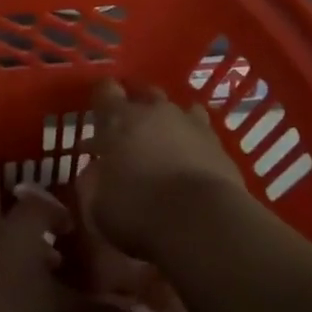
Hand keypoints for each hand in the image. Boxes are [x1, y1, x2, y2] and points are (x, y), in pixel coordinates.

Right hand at [77, 78, 246, 260]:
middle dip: (136, 109)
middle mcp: (155, 111)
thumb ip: (92, 180)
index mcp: (119, 118)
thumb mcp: (97, 203)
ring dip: (167, 123)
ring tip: (162, 145)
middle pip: (144, 93)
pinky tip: (190, 161)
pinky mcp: (218, 144)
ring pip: (176, 110)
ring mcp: (191, 124)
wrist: (203, 222)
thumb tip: (95, 171)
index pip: (105, 90)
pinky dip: (193, 143)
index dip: (101, 99)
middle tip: (127, 134)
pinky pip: (201, 133)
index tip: (98, 116)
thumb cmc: (139, 209)